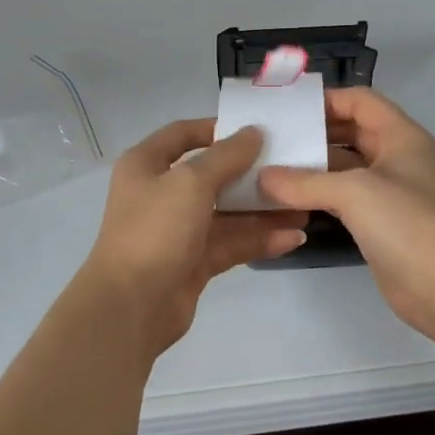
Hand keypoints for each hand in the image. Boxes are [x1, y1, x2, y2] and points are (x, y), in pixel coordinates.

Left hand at [78, 119, 307, 357]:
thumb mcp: (191, 182)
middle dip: (251, 174)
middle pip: (212, 175)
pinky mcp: (194, 261)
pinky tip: (293, 237)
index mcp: (146, 165)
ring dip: (262, 210)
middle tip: (291, 168)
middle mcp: (160, 193)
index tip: (256, 130)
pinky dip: (259, 239)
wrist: (131, 306)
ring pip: (226, 213)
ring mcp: (178, 230)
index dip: (217, 129)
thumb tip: (254, 132)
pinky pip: (230, 243)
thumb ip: (226, 156)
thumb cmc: (155, 230)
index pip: (183, 134)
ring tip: (304, 206)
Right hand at [260, 88, 434, 342]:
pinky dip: (319, 195)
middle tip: (272, 139)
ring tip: (270, 167)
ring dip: (313, 167)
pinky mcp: (381, 223)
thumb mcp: (354, 192)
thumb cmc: (407, 224)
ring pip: (346, 167)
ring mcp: (390, 193)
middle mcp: (397, 158)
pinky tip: (288, 200)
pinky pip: (345, 198)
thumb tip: (262, 178)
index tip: (286, 110)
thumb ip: (305, 182)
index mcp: (401, 136)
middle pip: (351, 132)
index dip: (326, 100)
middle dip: (314, 133)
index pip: (361, 101)